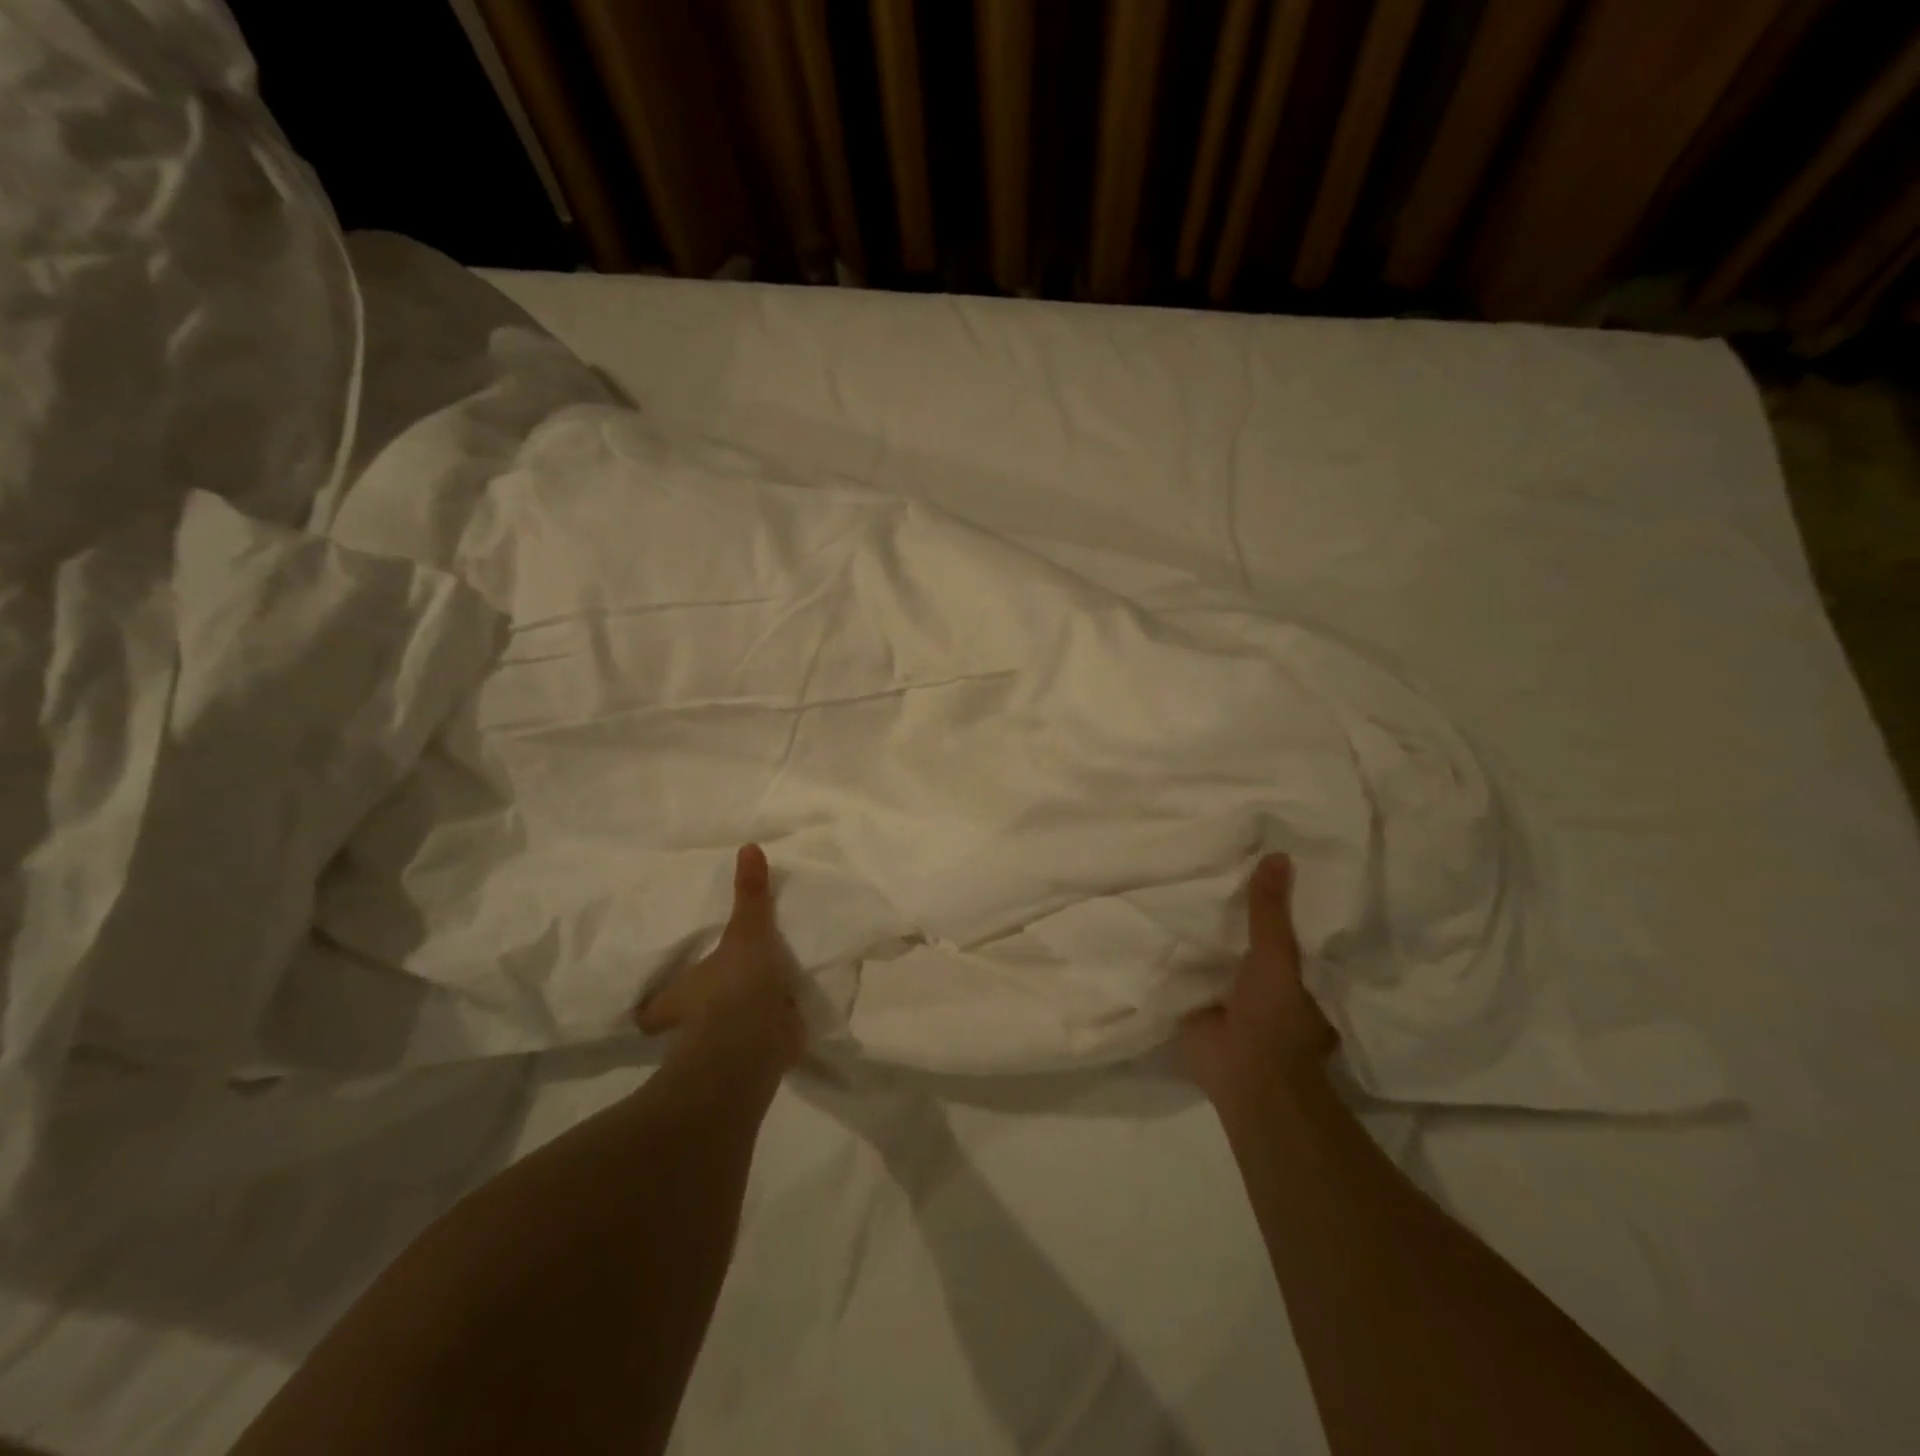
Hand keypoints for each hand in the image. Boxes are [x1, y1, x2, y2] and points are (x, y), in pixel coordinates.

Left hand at [636, 845, 804, 1073]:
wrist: (756, 1044)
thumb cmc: (735, 987)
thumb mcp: (746, 932)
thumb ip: (749, 893)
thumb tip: (747, 845)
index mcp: (680, 997)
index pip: (653, 1009)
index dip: (654, 1005)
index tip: (655, 999)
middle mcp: (695, 1026)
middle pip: (688, 1021)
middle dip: (700, 1012)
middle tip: (715, 992)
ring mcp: (726, 1046)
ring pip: (724, 1033)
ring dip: (737, 1022)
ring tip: (759, 1000)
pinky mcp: (759, 1057)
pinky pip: (762, 1042)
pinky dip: (772, 1033)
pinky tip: (789, 1017)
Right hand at [1181, 854, 1335, 1105]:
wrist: (1242, 1073)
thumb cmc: (1276, 1017)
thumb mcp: (1277, 956)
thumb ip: (1270, 911)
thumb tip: (1277, 854)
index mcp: (1300, 974)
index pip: (1292, 927)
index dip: (1278, 897)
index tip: (1260, 859)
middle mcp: (1268, 982)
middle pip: (1250, 937)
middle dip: (1234, 911)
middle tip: (1214, 863)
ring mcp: (1231, 995)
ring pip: (1219, 953)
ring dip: (1204, 932)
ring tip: (1181, 884)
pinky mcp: (1200, 1005)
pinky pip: (1189, 971)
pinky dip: (1178, 954)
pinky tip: (1159, 923)